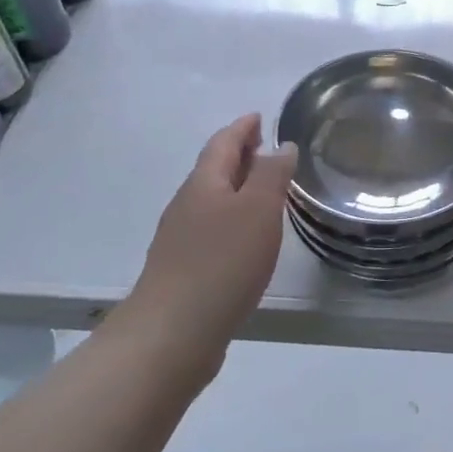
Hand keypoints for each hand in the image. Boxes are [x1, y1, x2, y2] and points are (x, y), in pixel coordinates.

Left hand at [117, 114, 296, 383]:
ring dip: (236, 187)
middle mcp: (187, 204)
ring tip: (263, 189)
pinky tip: (246, 237)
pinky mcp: (183, 270)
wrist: (172, 335)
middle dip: (239, 154)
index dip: (242, 128)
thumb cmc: (221, 262)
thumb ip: (271, 175)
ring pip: (212, 200)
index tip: (258, 116)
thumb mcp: (258, 210)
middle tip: (265, 147)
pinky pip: (211, 228)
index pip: (223, 143)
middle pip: (214, 169)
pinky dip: (231, 218)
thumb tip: (281, 146)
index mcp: (204, 183)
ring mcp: (180, 239)